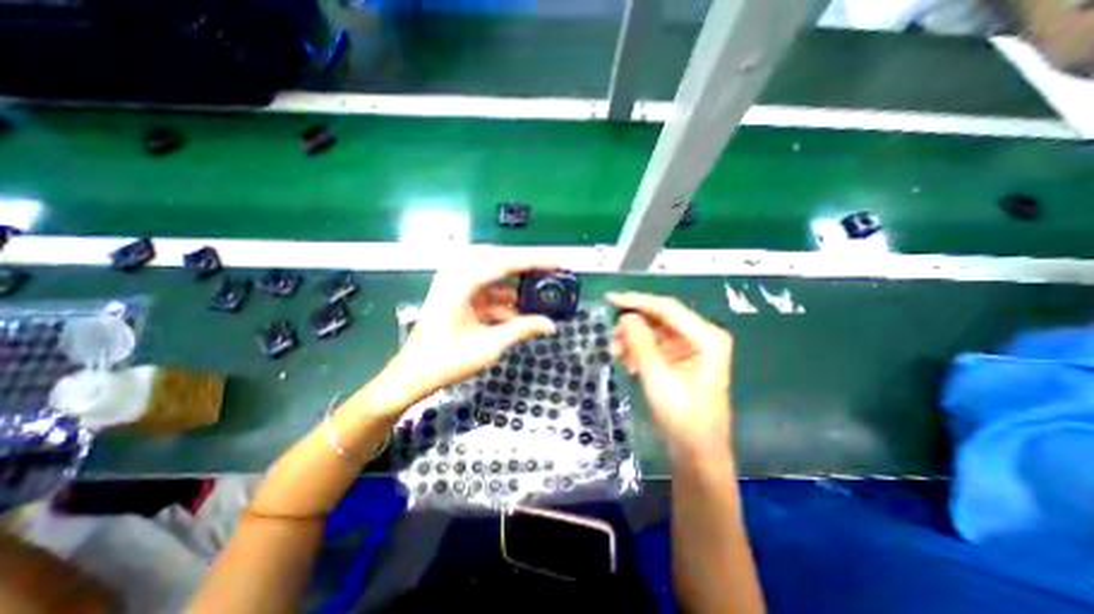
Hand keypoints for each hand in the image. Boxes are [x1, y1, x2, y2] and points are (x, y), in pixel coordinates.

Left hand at [387, 258, 557, 399]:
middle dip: (529, 267)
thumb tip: (551, 324)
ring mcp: (457, 283)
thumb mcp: (488, 346)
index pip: (504, 261)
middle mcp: (457, 274)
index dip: (535, 260)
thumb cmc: (445, 361)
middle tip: (555, 272)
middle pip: (501, 261)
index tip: (559, 261)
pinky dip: (505, 299)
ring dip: (517, 285)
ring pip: (496, 275)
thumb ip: (521, 329)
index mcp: (460, 282)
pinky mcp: (459, 294)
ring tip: (542, 293)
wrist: (413, 374)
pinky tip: (520, 312)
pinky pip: (488, 289)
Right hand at [608, 290, 734, 455]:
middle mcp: (702, 336)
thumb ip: (640, 343)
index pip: (667, 308)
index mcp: (707, 337)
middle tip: (610, 336)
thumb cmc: (682, 417)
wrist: (697, 452)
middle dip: (633, 325)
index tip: (610, 298)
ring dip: (634, 339)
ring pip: (656, 332)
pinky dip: (640, 351)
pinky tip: (628, 363)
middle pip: (661, 318)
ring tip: (615, 353)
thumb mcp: (657, 377)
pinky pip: (656, 346)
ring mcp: (693, 347)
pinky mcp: (683, 359)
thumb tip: (626, 316)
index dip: (637, 301)